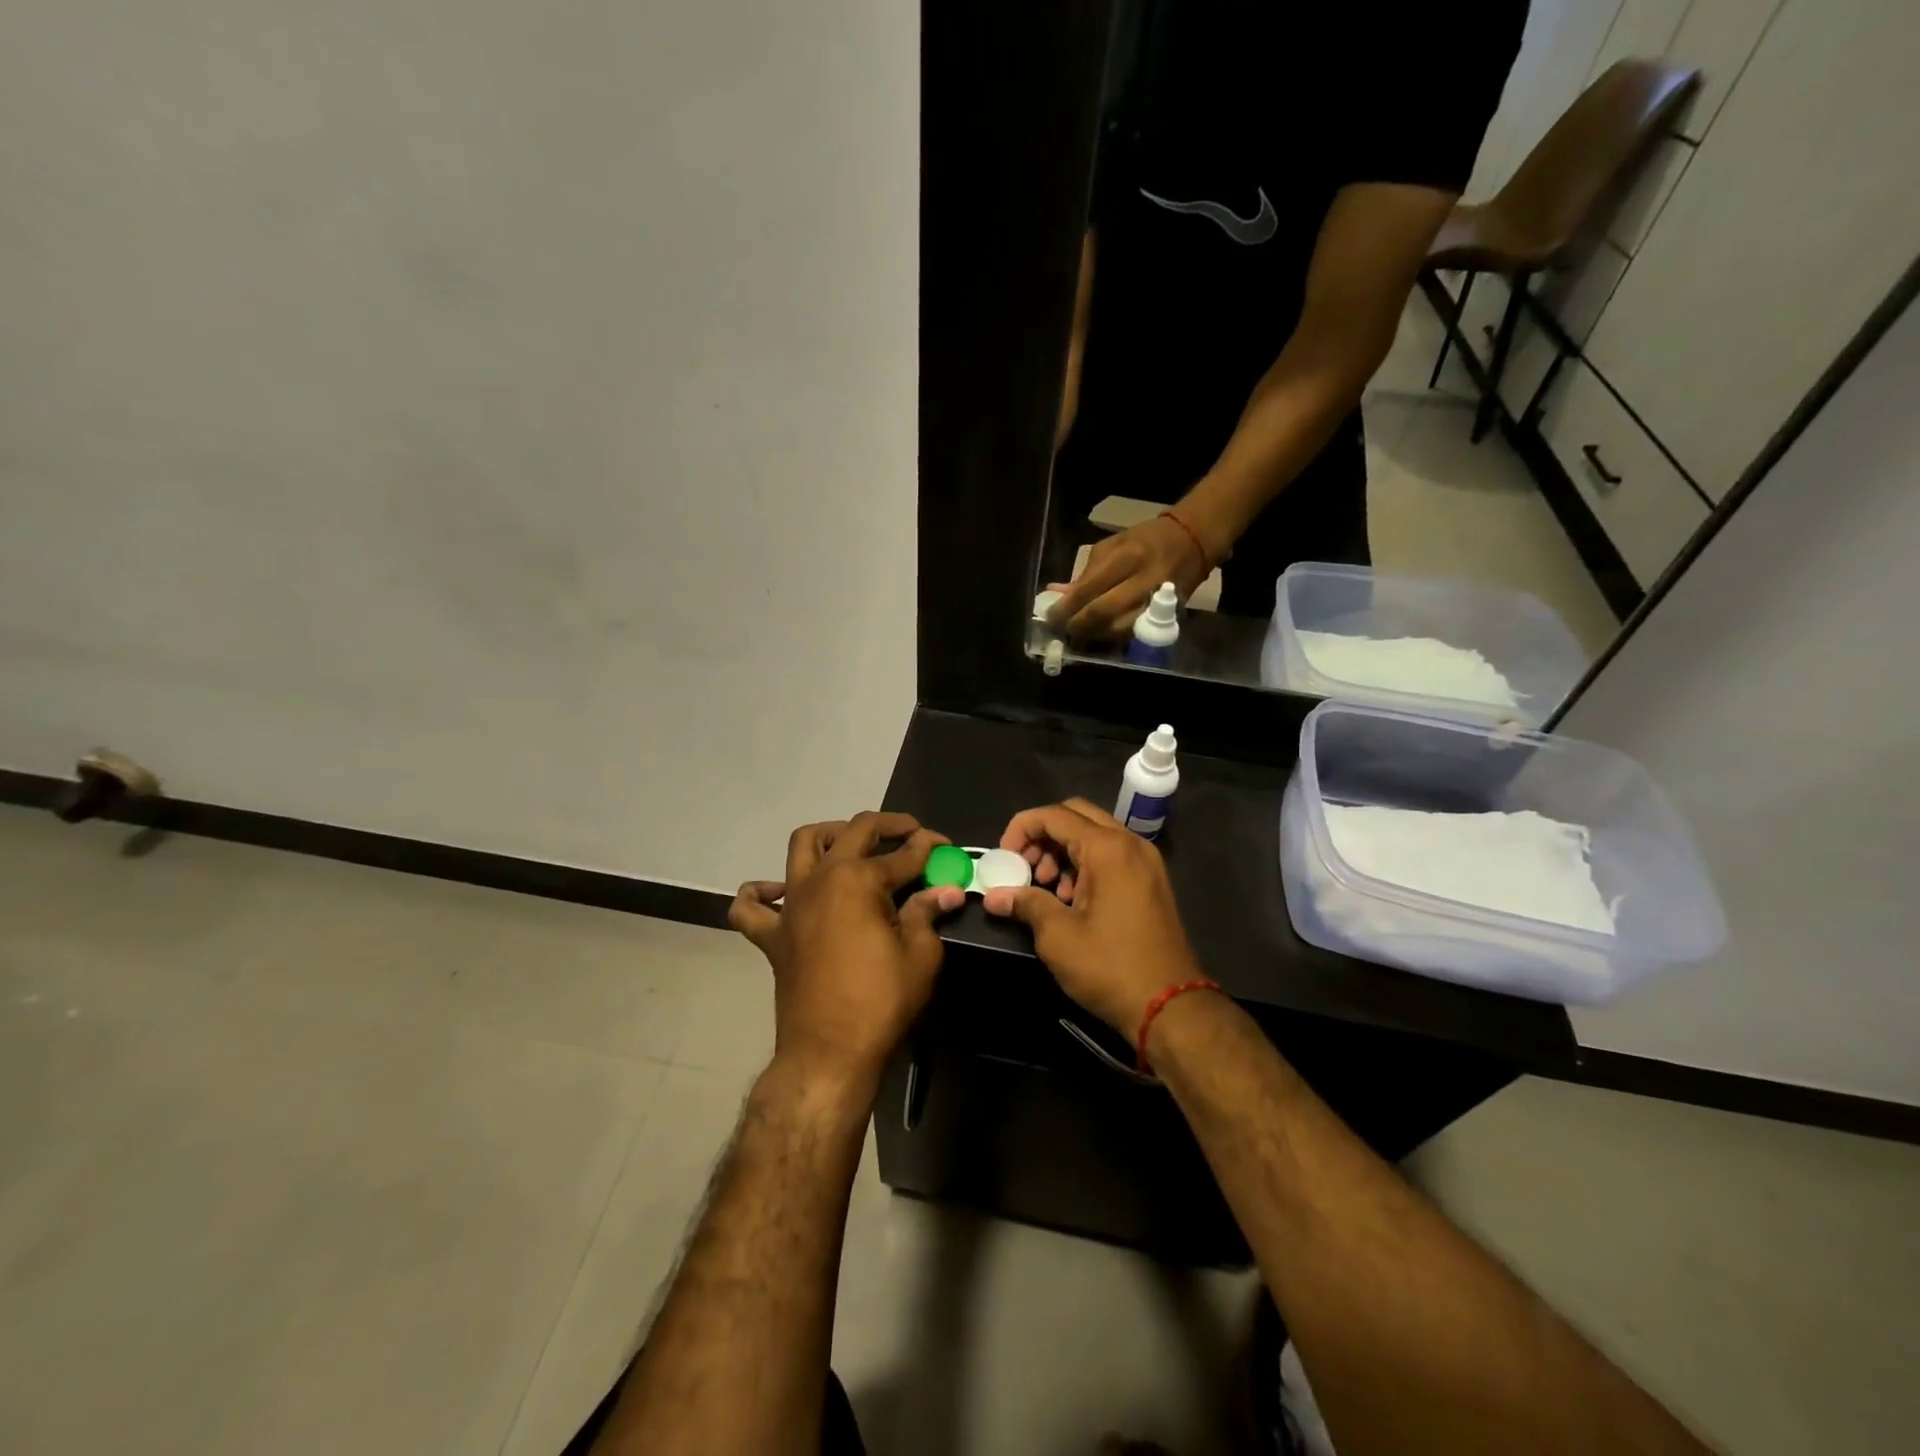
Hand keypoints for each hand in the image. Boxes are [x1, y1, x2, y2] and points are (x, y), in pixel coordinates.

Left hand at [729, 812, 964, 1087]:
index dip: (930, 848)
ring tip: (850, 844)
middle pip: (855, 832)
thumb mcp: (920, 956)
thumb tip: (946, 890)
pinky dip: (760, 893)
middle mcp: (821, 878)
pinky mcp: (772, 934)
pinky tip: (777, 892)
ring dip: (828, 835)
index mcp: (859, 880)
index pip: (903, 854)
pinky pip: (751, 906)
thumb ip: (929, 914)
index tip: (946, 847)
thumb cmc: (880, 1002)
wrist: (828, 1052)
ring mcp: (791, 904)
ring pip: (802, 846)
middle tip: (910, 833)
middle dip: (888, 826)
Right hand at [981, 798, 1203, 1035]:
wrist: (1171, 1007)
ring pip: (1094, 835)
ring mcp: (1145, 861)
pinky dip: (1084, 865)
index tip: (1003, 858)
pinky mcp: (1151, 882)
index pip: (1054, 815)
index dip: (1021, 829)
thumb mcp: (1058, 936)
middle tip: (1024, 869)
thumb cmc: (1110, 967)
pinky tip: (1071, 900)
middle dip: (1042, 837)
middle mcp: (1130, 844)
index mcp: (1108, 848)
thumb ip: (1025, 904)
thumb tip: (992, 896)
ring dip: (1062, 852)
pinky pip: (1111, 855)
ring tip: (1046, 889)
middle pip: (1076, 816)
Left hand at [1047, 515, 1209, 638]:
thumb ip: (1085, 573)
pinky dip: (1114, 636)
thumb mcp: (1112, 545)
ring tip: (1080, 633)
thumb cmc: (1146, 539)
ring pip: (1120, 628)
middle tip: (1063, 629)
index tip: (1050, 616)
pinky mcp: (1169, 614)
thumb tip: (1057, 593)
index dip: (1067, 607)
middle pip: (1104, 612)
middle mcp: (1144, 580)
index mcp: (1128, 557)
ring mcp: (1159, 600)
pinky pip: (1136, 632)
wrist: (1194, 540)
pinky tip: (1101, 634)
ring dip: (1095, 635)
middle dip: (1079, 625)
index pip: (1090, 588)